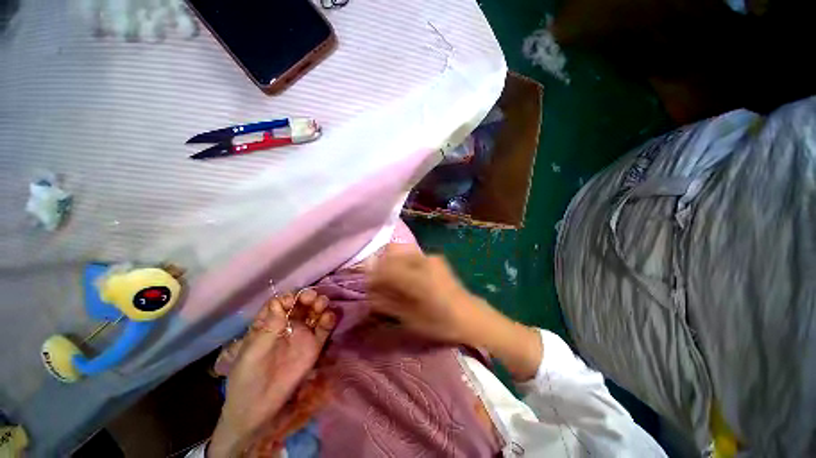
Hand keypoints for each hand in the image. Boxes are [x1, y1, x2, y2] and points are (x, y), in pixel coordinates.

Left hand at [209, 289, 335, 457]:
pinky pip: (324, 329)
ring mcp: (303, 335)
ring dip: (320, 305)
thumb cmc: (247, 379)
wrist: (258, 410)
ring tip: (322, 305)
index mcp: (269, 324)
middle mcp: (288, 325)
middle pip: (301, 304)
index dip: (288, 298)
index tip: (292, 300)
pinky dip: (329, 320)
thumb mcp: (252, 354)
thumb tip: (280, 302)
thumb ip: (268, 329)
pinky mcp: (315, 346)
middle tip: (312, 298)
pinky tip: (329, 317)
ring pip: (315, 313)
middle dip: (308, 297)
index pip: (281, 303)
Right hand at [369, 244, 490, 346]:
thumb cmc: (441, 323)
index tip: (368, 285)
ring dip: (391, 262)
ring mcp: (431, 257)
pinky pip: (411, 254)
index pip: (386, 267)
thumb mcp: (411, 319)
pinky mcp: (435, 258)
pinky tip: (404, 276)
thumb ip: (388, 303)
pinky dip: (402, 262)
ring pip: (401, 250)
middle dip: (380, 265)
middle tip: (378, 282)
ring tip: (390, 279)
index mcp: (418, 279)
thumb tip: (370, 292)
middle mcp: (424, 261)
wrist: (470, 316)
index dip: (373, 275)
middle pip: (392, 252)